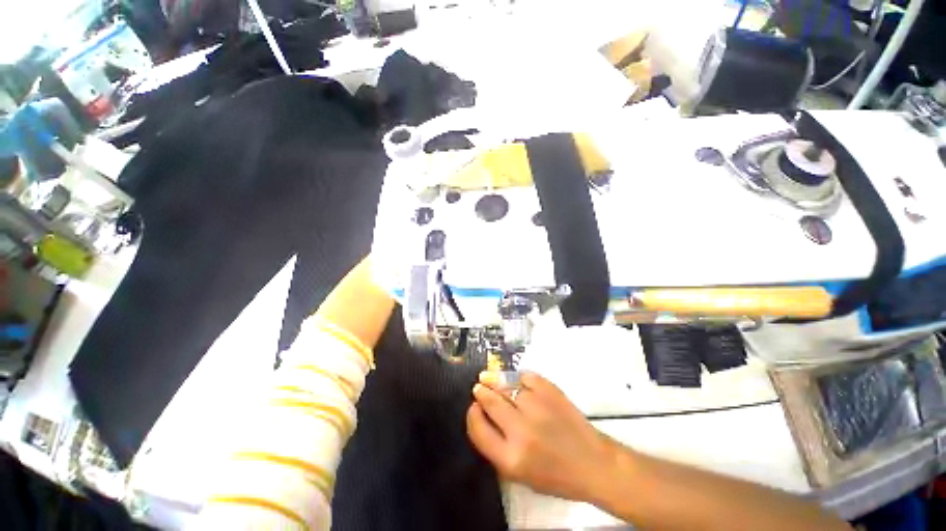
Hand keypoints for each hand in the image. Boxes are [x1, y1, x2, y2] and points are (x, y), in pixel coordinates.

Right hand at [466, 372, 617, 502]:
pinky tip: (517, 381)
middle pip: (490, 402)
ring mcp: (537, 408)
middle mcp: (521, 432)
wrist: (592, 464)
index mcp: (511, 459)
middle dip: (481, 391)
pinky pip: (526, 376)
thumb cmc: (555, 475)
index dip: (472, 414)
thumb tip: (481, 414)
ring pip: (507, 386)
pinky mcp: (551, 392)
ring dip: (497, 381)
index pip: (478, 429)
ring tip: (491, 378)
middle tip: (479, 387)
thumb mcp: (519, 474)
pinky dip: (518, 377)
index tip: (474, 407)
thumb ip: (496, 446)